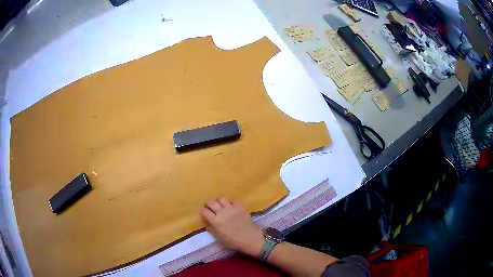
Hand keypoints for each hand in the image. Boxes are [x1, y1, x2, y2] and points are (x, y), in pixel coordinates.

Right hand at [201, 198, 264, 256]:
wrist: (250, 239)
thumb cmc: (233, 241)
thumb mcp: (220, 238)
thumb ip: (212, 230)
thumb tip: (207, 224)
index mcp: (215, 221)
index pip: (204, 211)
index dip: (203, 212)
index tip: (205, 214)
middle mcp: (221, 212)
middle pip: (211, 202)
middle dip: (209, 204)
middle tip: (210, 208)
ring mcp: (231, 208)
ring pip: (221, 198)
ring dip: (219, 202)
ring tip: (220, 206)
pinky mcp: (240, 207)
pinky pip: (233, 200)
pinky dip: (231, 203)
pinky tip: (232, 207)